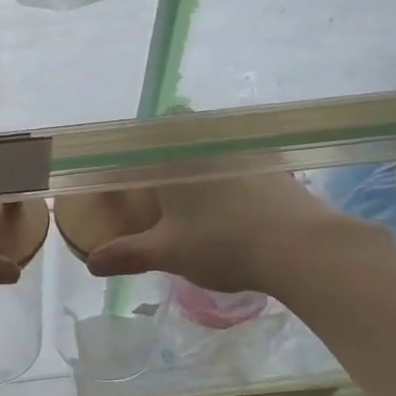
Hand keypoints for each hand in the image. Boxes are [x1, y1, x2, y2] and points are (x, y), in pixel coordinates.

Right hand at [85, 168, 372, 296]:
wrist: (302, 248)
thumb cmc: (223, 243)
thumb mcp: (168, 252)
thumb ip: (127, 254)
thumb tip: (92, 263)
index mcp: (173, 156)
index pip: (138, 143)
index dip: (126, 158)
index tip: (120, 180)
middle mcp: (206, 142)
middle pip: (176, 132)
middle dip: (164, 150)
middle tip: (157, 185)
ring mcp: (244, 150)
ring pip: (211, 143)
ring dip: (198, 161)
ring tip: (193, 196)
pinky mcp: (274, 164)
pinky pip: (239, 159)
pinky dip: (228, 174)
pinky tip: (232, 204)